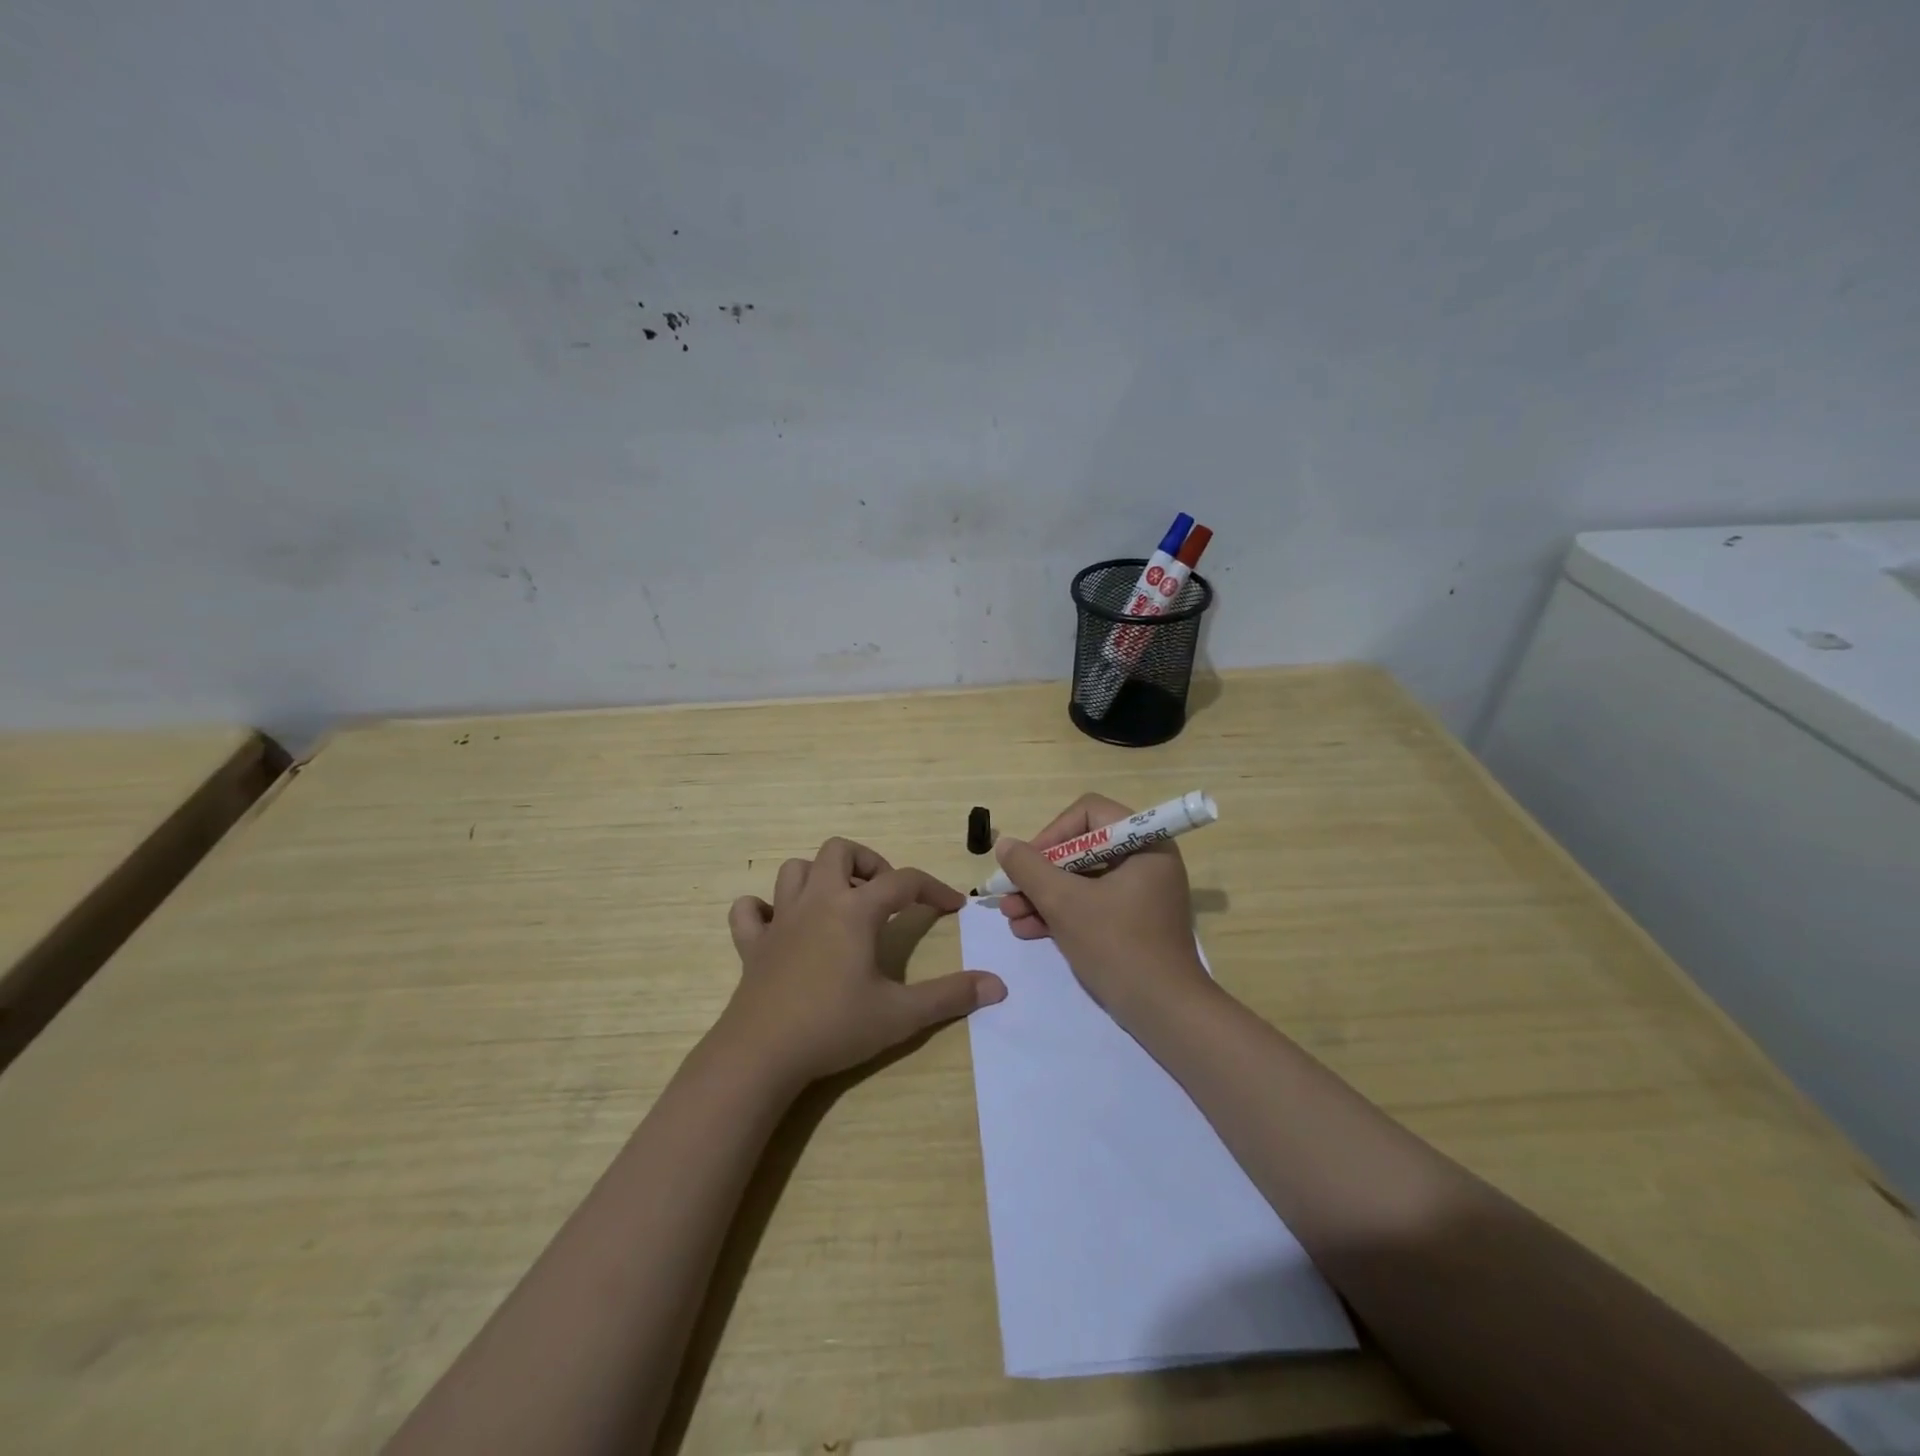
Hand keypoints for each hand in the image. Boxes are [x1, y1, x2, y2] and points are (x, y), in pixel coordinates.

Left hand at [716, 837, 1005, 1088]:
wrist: (761, 1054)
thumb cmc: (834, 1027)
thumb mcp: (901, 1014)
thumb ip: (950, 996)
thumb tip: (997, 985)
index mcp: (854, 911)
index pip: (903, 881)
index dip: (933, 888)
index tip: (952, 906)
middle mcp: (817, 902)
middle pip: (839, 851)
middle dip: (868, 863)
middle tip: (884, 896)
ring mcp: (780, 920)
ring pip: (795, 870)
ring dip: (819, 877)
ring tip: (839, 905)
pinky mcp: (752, 944)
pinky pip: (750, 910)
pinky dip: (764, 909)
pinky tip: (780, 927)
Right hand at [993, 794, 1211, 1022]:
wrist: (1164, 1013)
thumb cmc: (1117, 946)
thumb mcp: (1064, 903)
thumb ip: (1030, 868)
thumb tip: (1005, 844)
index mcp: (1144, 843)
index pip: (1089, 813)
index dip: (1052, 833)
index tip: (1027, 863)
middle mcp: (1146, 860)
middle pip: (1081, 847)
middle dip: (1040, 872)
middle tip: (1009, 892)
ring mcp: (1140, 892)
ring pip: (1081, 879)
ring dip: (1043, 895)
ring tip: (1011, 916)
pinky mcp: (1132, 921)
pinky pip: (1091, 903)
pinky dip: (1061, 912)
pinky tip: (1029, 930)